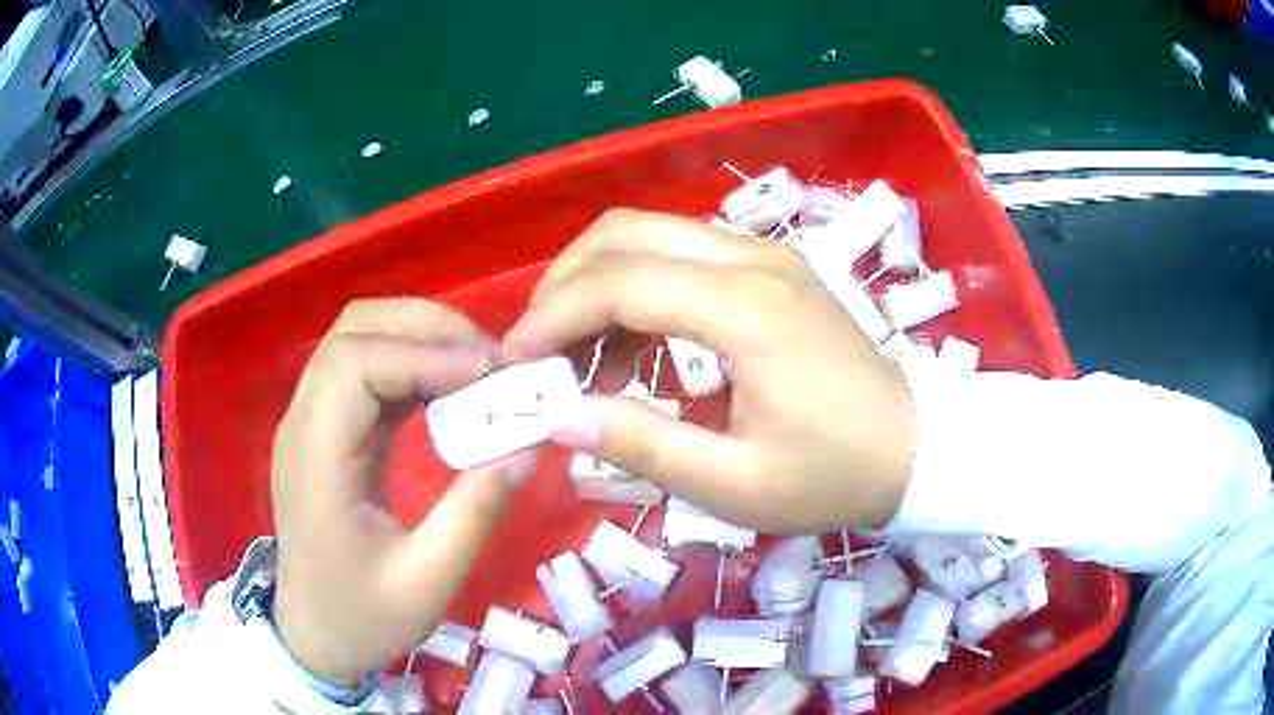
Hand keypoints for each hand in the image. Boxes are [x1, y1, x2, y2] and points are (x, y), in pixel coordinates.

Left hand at [271, 299, 537, 685]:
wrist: (315, 636)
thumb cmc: (363, 617)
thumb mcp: (427, 580)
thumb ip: (475, 511)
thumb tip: (528, 447)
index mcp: (316, 459)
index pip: (356, 363)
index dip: (424, 354)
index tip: (490, 374)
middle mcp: (304, 423)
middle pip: (354, 331)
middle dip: (426, 328)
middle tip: (490, 358)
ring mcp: (311, 422)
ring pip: (357, 339)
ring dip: (418, 337)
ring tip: (476, 365)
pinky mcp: (327, 431)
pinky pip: (364, 371)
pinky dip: (409, 363)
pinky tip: (448, 388)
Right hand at [503, 209, 915, 533]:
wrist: (914, 450)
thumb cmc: (833, 476)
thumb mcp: (734, 484)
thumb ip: (641, 445)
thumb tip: (557, 415)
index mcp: (747, 309)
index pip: (621, 281)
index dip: (554, 316)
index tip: (515, 361)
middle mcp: (752, 260)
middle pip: (627, 233)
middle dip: (565, 284)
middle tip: (539, 349)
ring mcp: (765, 256)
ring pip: (651, 236)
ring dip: (599, 286)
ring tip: (582, 363)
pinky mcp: (771, 270)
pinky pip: (682, 257)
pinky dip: (638, 291)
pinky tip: (633, 352)